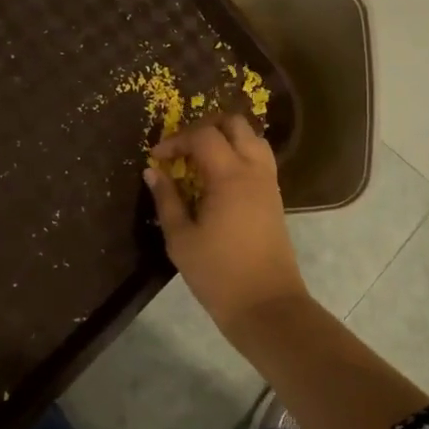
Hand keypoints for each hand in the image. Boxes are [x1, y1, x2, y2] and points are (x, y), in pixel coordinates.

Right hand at [144, 114, 309, 333]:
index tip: (157, 158)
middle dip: (204, 127)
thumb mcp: (181, 238)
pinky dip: (238, 154)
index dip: (176, 140)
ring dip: (225, 138)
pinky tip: (217, 178)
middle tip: (181, 149)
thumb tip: (153, 172)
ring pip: (252, 138)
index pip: (203, 135)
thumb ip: (166, 199)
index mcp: (230, 176)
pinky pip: (259, 158)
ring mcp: (269, 182)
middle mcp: (254, 170)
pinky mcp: (275, 197)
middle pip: (235, 124)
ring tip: (199, 159)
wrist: (266, 304)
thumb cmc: (218, 274)